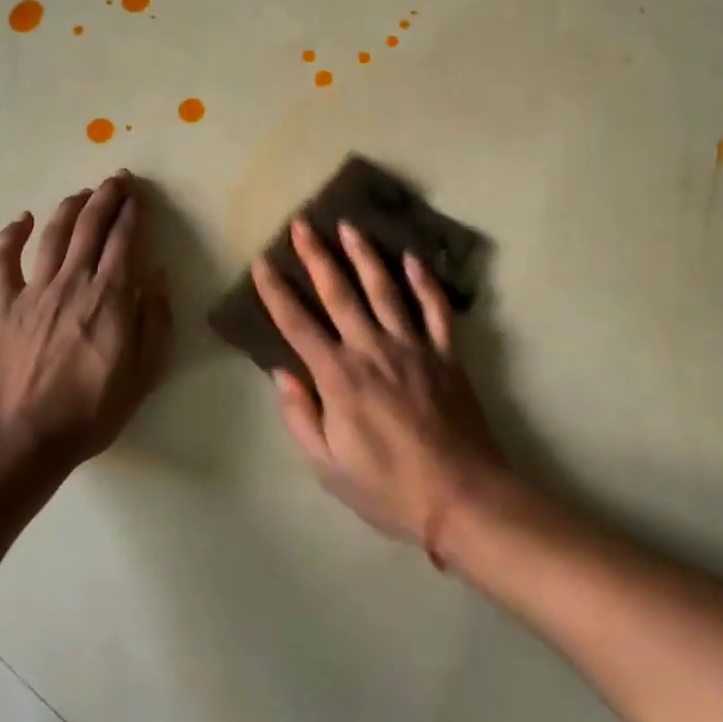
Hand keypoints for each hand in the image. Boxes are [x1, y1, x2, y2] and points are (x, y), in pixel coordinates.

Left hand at [0, 172, 172, 463]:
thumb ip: (155, 320)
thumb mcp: (144, 373)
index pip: (125, 240)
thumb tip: (158, 276)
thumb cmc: (93, 410)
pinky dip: (10, 236)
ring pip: (53, 234)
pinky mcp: (4, 306)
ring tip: (82, 193)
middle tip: (116, 179)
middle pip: (90, 226)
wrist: (26, 438)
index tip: (139, 195)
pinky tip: (20, 219)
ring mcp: (34, 292)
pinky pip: (3, 262)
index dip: (133, 212)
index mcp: (110, 297)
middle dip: (106, 198)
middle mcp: (73, 282)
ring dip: (69, 207)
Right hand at [251, 216, 505, 558]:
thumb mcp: (327, 466)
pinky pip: (435, 309)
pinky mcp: (446, 354)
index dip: (276, 292)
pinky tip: (413, 258)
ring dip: (365, 255)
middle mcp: (372, 349)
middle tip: (303, 224)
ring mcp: (413, 347)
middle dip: (317, 256)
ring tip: (350, 226)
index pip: (297, 324)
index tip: (261, 262)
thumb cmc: (388, 488)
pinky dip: (424, 282)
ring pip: (385, 289)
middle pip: (339, 293)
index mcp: (339, 377)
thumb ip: (301, 417)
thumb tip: (282, 374)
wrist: (461, 497)